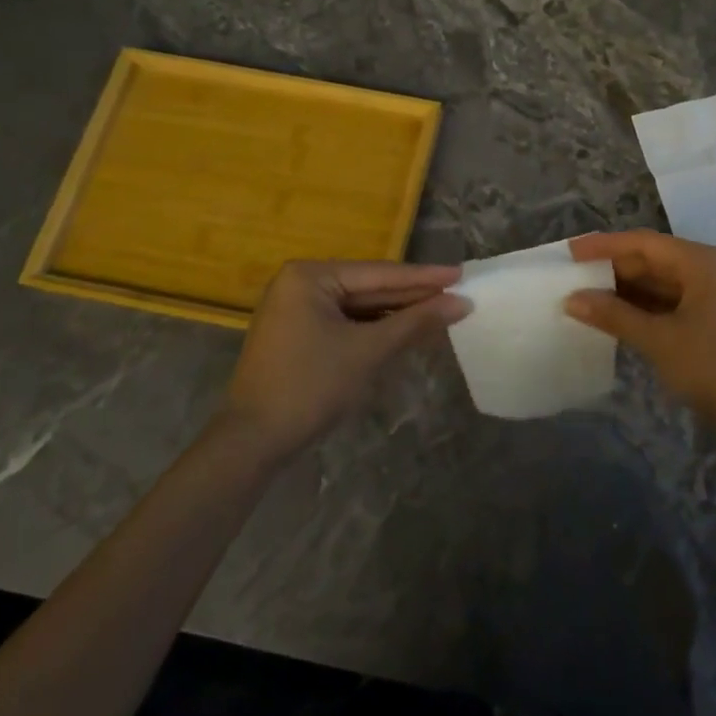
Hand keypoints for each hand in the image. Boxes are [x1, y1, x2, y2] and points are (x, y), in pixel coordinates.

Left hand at [220, 261, 468, 461]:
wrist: (253, 442)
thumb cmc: (311, 386)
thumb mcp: (368, 351)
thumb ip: (415, 322)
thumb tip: (461, 303)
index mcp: (310, 276)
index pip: (379, 273)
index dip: (424, 277)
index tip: (462, 274)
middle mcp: (301, 284)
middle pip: (370, 287)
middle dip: (413, 296)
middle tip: (459, 293)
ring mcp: (298, 309)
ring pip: (360, 307)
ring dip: (398, 314)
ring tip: (443, 310)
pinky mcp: (300, 334)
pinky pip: (347, 323)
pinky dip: (377, 329)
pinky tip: (409, 330)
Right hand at [565, 231, 715, 433]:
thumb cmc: (715, 368)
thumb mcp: (659, 340)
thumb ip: (614, 315)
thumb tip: (572, 298)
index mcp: (701, 262)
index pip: (643, 242)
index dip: (603, 246)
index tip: (569, 252)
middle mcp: (710, 268)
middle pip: (653, 259)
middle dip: (613, 269)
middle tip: (572, 278)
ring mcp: (715, 293)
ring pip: (662, 282)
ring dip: (627, 290)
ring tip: (586, 297)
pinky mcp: (715, 317)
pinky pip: (672, 301)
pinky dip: (644, 307)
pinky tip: (617, 318)